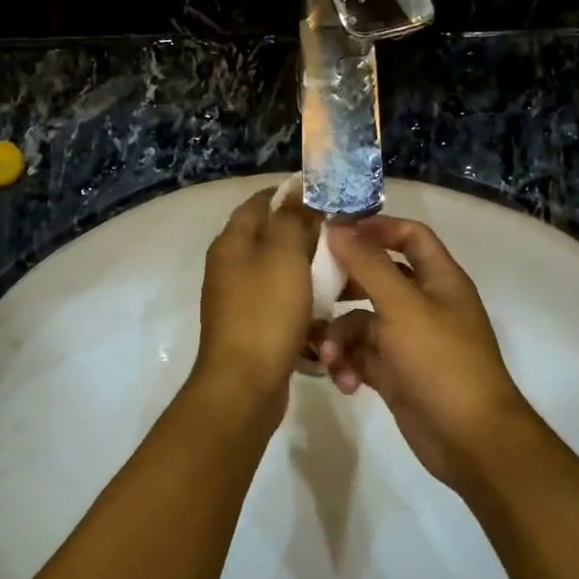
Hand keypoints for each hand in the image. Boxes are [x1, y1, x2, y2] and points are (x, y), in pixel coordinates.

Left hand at [193, 188, 322, 417]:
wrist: (245, 385)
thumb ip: (293, 219)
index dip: (293, 193)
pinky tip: (331, 309)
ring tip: (346, 272)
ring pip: (282, 273)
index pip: (261, 201)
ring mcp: (240, 299)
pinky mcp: (254, 327)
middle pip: (273, 237)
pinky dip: (306, 303)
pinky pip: (284, 304)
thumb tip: (300, 192)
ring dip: (311, 271)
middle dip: (308, 234)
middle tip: (345, 236)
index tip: (329, 195)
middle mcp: (231, 266)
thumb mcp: (284, 255)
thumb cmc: (266, 312)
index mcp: (232, 242)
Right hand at [316, 216, 537, 490]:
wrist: (470, 440)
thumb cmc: (441, 361)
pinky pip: (361, 356)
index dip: (376, 227)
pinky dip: (349, 365)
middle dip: (344, 285)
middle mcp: (424, 304)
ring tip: (330, 357)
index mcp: (438, 279)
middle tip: (310, 286)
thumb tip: (338, 226)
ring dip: (341, 336)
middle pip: (377, 277)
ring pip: (362, 321)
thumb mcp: (402, 306)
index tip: (335, 230)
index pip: (410, 235)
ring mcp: (409, 340)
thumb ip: (368, 264)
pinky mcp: (395, 373)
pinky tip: (344, 382)